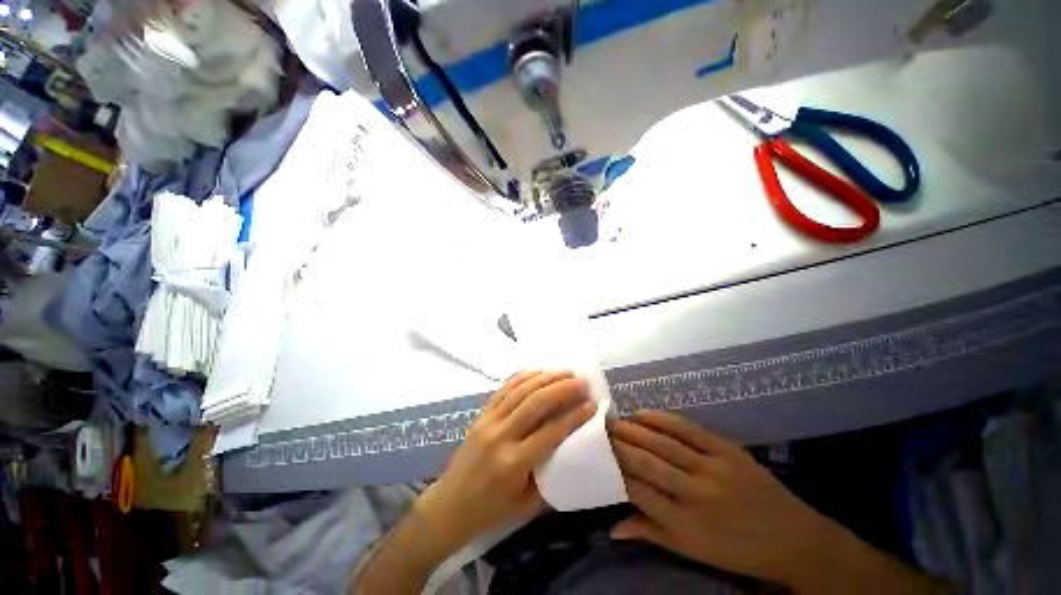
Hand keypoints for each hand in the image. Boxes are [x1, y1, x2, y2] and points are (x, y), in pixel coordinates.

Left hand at [416, 370, 596, 558]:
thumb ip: (550, 474)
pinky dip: (523, 377)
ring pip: (521, 391)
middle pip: (536, 403)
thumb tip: (571, 445)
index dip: (574, 416)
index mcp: (514, 463)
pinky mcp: (481, 414)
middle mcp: (501, 436)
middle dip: (562, 389)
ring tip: (565, 372)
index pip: (551, 432)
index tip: (592, 404)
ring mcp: (488, 421)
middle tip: (582, 381)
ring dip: (545, 378)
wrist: (449, 505)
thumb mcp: (527, 504)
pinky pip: (504, 389)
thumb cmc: (491, 510)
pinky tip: (538, 372)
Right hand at [609, 410, 850, 585]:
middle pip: (647, 462)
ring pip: (663, 443)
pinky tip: (642, 414)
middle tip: (599, 430)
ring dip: (634, 428)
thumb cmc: (738, 550)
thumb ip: (651, 533)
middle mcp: (696, 495)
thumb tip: (612, 529)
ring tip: (614, 420)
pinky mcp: (727, 450)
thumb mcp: (694, 551)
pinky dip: (660, 419)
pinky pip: (686, 429)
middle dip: (618, 444)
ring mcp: (713, 468)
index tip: (597, 456)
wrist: (795, 538)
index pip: (638, 491)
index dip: (615, 470)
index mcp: (686, 525)